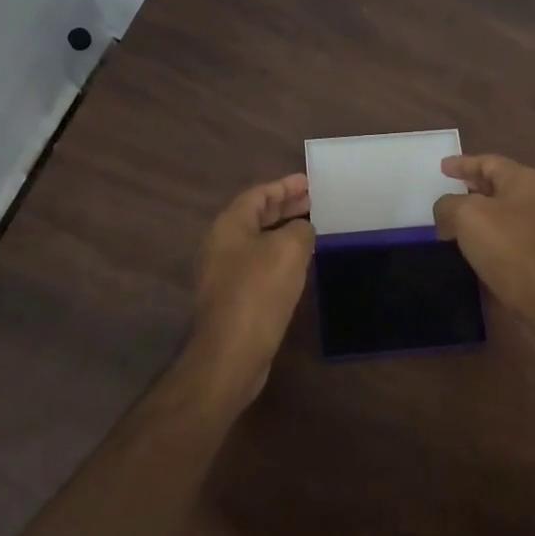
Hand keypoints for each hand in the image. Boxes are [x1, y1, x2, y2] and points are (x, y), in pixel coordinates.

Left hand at [188, 174, 315, 405]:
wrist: (231, 352)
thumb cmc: (259, 291)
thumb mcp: (289, 250)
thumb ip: (300, 230)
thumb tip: (302, 230)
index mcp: (229, 225)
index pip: (258, 194)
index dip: (285, 186)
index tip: (309, 183)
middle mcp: (221, 244)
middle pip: (255, 216)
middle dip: (284, 207)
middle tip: (313, 202)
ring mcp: (223, 273)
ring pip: (257, 242)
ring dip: (282, 233)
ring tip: (311, 230)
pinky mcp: (232, 298)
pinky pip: (258, 265)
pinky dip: (278, 257)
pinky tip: (298, 265)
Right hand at [433, 155, 534, 334]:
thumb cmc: (509, 248)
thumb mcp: (467, 216)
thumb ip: (449, 205)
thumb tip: (446, 211)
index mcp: (523, 180)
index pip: (488, 162)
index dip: (462, 163)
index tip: (442, 167)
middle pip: (498, 184)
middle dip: (471, 186)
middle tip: (448, 190)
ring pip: (503, 211)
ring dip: (479, 213)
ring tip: (454, 220)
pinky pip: (509, 235)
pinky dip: (489, 235)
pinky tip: (473, 247)